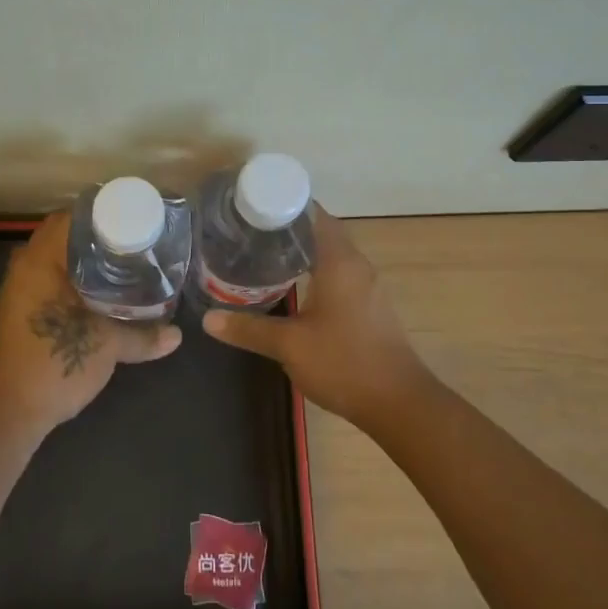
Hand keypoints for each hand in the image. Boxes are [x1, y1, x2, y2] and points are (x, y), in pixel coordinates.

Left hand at [0, 210, 180, 437]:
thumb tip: (177, 335)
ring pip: (55, 261)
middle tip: (132, 242)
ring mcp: (17, 291)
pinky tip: (97, 294)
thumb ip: (143, 336)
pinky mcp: (18, 313)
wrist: (8, 413)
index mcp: (41, 260)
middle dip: (96, 238)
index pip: (71, 217)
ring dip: (83, 261)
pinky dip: (71, 281)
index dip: (103, 214)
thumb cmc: (54, 363)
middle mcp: (24, 267)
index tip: (132, 219)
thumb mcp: (107, 347)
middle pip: (63, 238)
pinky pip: (48, 282)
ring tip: (121, 265)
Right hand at [202, 208, 431, 428]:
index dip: (284, 204)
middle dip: (287, 228)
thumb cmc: (344, 363)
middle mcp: (356, 264)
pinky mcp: (370, 306)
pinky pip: (339, 273)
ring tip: (263, 253)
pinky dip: (315, 269)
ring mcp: (367, 286)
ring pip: (330, 253)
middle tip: (249, 230)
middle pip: (320, 231)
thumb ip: (248, 328)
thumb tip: (208, 318)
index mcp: (339, 261)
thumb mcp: (289, 345)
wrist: (399, 403)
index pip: (313, 214)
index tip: (252, 206)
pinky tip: (292, 285)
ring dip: (302, 250)